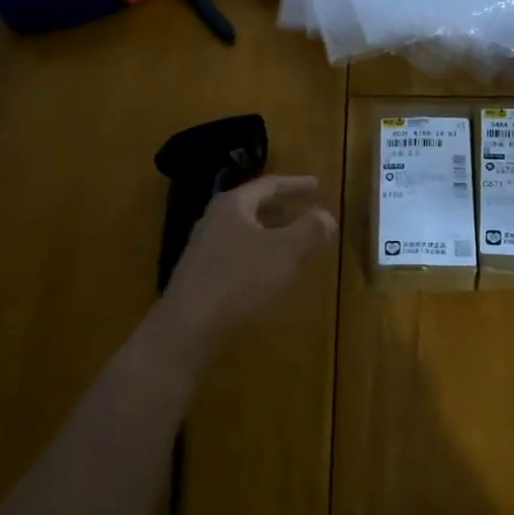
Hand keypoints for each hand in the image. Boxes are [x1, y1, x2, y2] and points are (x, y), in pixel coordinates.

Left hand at [163, 175, 336, 349]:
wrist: (187, 330)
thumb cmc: (240, 280)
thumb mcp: (285, 252)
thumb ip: (310, 229)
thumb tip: (326, 216)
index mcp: (233, 205)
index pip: (269, 184)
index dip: (296, 184)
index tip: (318, 185)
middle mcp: (215, 220)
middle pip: (255, 207)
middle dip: (284, 210)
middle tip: (308, 214)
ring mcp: (205, 249)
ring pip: (247, 232)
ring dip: (273, 235)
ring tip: (296, 245)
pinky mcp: (201, 276)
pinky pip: (238, 255)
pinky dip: (260, 256)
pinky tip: (272, 274)